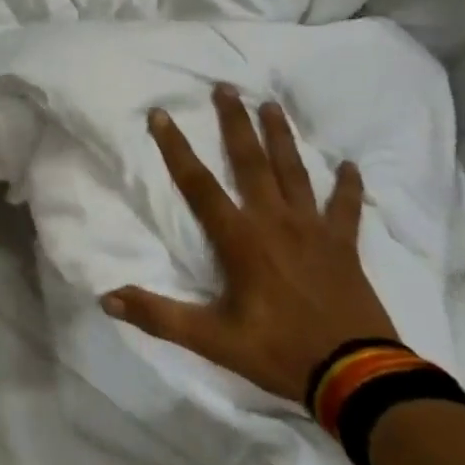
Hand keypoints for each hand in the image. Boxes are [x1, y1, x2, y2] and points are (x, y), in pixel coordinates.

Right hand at [102, 86, 394, 402]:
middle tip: (226, 88)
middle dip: (235, 123)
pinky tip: (349, 165)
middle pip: (251, 162)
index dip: (175, 148)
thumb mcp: (211, 340)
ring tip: (271, 105)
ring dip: (281, 137)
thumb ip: (158, 316)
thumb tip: (107, 298)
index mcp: (241, 239)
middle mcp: (275, 221)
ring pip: (294, 172)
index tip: (161, 114)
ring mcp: (314, 230)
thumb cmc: (279, 352)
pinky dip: (348, 186)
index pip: (198, 184)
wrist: (357, 376)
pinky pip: (345, 207)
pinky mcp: (343, 245)